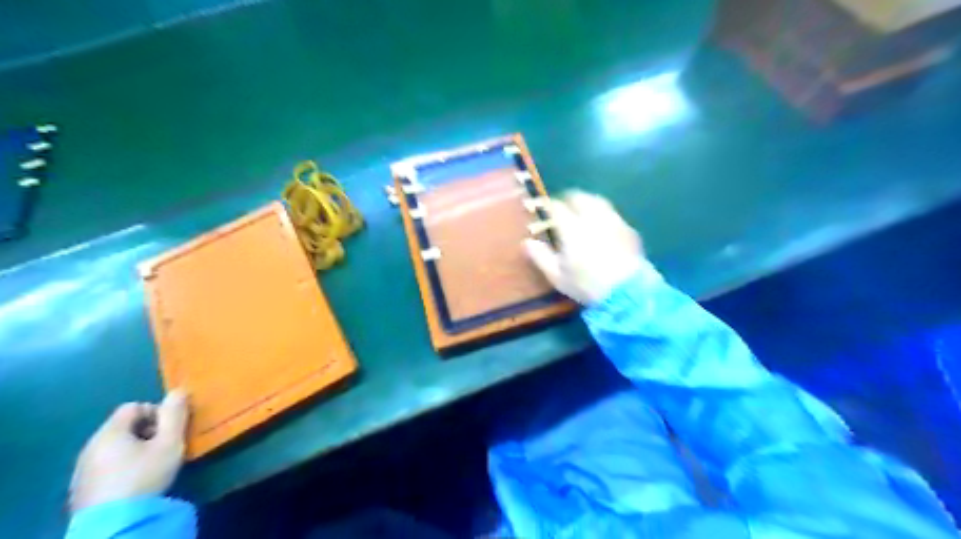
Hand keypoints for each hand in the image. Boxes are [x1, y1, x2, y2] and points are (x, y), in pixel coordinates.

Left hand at [69, 389, 188, 510]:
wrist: (114, 522)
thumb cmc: (144, 475)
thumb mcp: (170, 442)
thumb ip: (175, 414)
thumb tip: (179, 390)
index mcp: (110, 432)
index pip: (133, 406)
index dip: (156, 412)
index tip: (169, 430)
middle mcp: (91, 445)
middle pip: (123, 426)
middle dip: (147, 431)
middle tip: (164, 446)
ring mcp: (82, 468)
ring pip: (114, 446)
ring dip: (135, 449)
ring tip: (152, 464)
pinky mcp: (81, 487)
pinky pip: (105, 464)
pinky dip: (122, 465)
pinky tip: (134, 480)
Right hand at [526, 191, 651, 305]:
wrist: (626, 293)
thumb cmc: (586, 285)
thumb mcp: (557, 276)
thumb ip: (540, 256)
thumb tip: (527, 242)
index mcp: (572, 228)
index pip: (557, 207)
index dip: (548, 206)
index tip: (543, 211)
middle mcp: (593, 218)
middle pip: (579, 197)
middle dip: (568, 199)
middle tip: (562, 210)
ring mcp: (614, 221)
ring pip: (598, 202)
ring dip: (587, 204)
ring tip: (582, 215)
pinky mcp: (629, 230)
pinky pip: (613, 215)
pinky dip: (604, 216)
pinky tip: (602, 229)